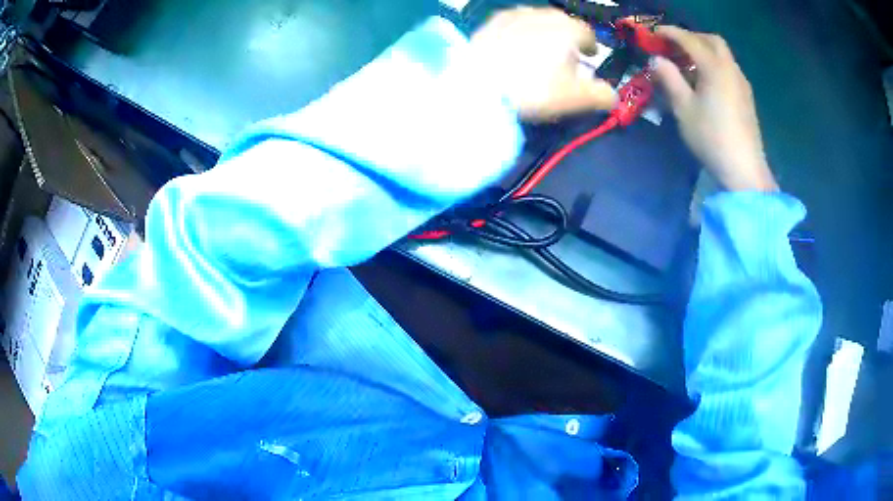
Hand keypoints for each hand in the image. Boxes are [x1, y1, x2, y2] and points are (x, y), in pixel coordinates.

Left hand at [470, 8, 616, 121]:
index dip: (590, 45)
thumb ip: (601, 95)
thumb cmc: (534, 89)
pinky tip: (514, 46)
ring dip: (543, 32)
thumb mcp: (575, 98)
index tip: (590, 56)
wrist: (479, 85)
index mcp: (568, 29)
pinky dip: (519, 32)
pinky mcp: (490, 23)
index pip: (587, 33)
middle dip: (567, 37)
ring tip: (540, 50)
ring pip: (537, 21)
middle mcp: (543, 15)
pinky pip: (512, 24)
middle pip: (562, 23)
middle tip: (566, 55)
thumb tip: (612, 96)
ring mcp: (514, 16)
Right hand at [652, 26, 777, 191]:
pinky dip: (714, 64)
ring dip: (704, 50)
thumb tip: (656, 60)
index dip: (669, 33)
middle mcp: (731, 68)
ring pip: (722, 54)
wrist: (744, 170)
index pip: (689, 39)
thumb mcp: (684, 109)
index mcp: (714, 67)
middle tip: (674, 47)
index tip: (653, 33)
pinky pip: (728, 68)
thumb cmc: (711, 138)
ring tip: (687, 64)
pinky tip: (705, 81)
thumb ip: (669, 79)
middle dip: (691, 37)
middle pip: (711, 40)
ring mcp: (742, 82)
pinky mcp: (746, 96)